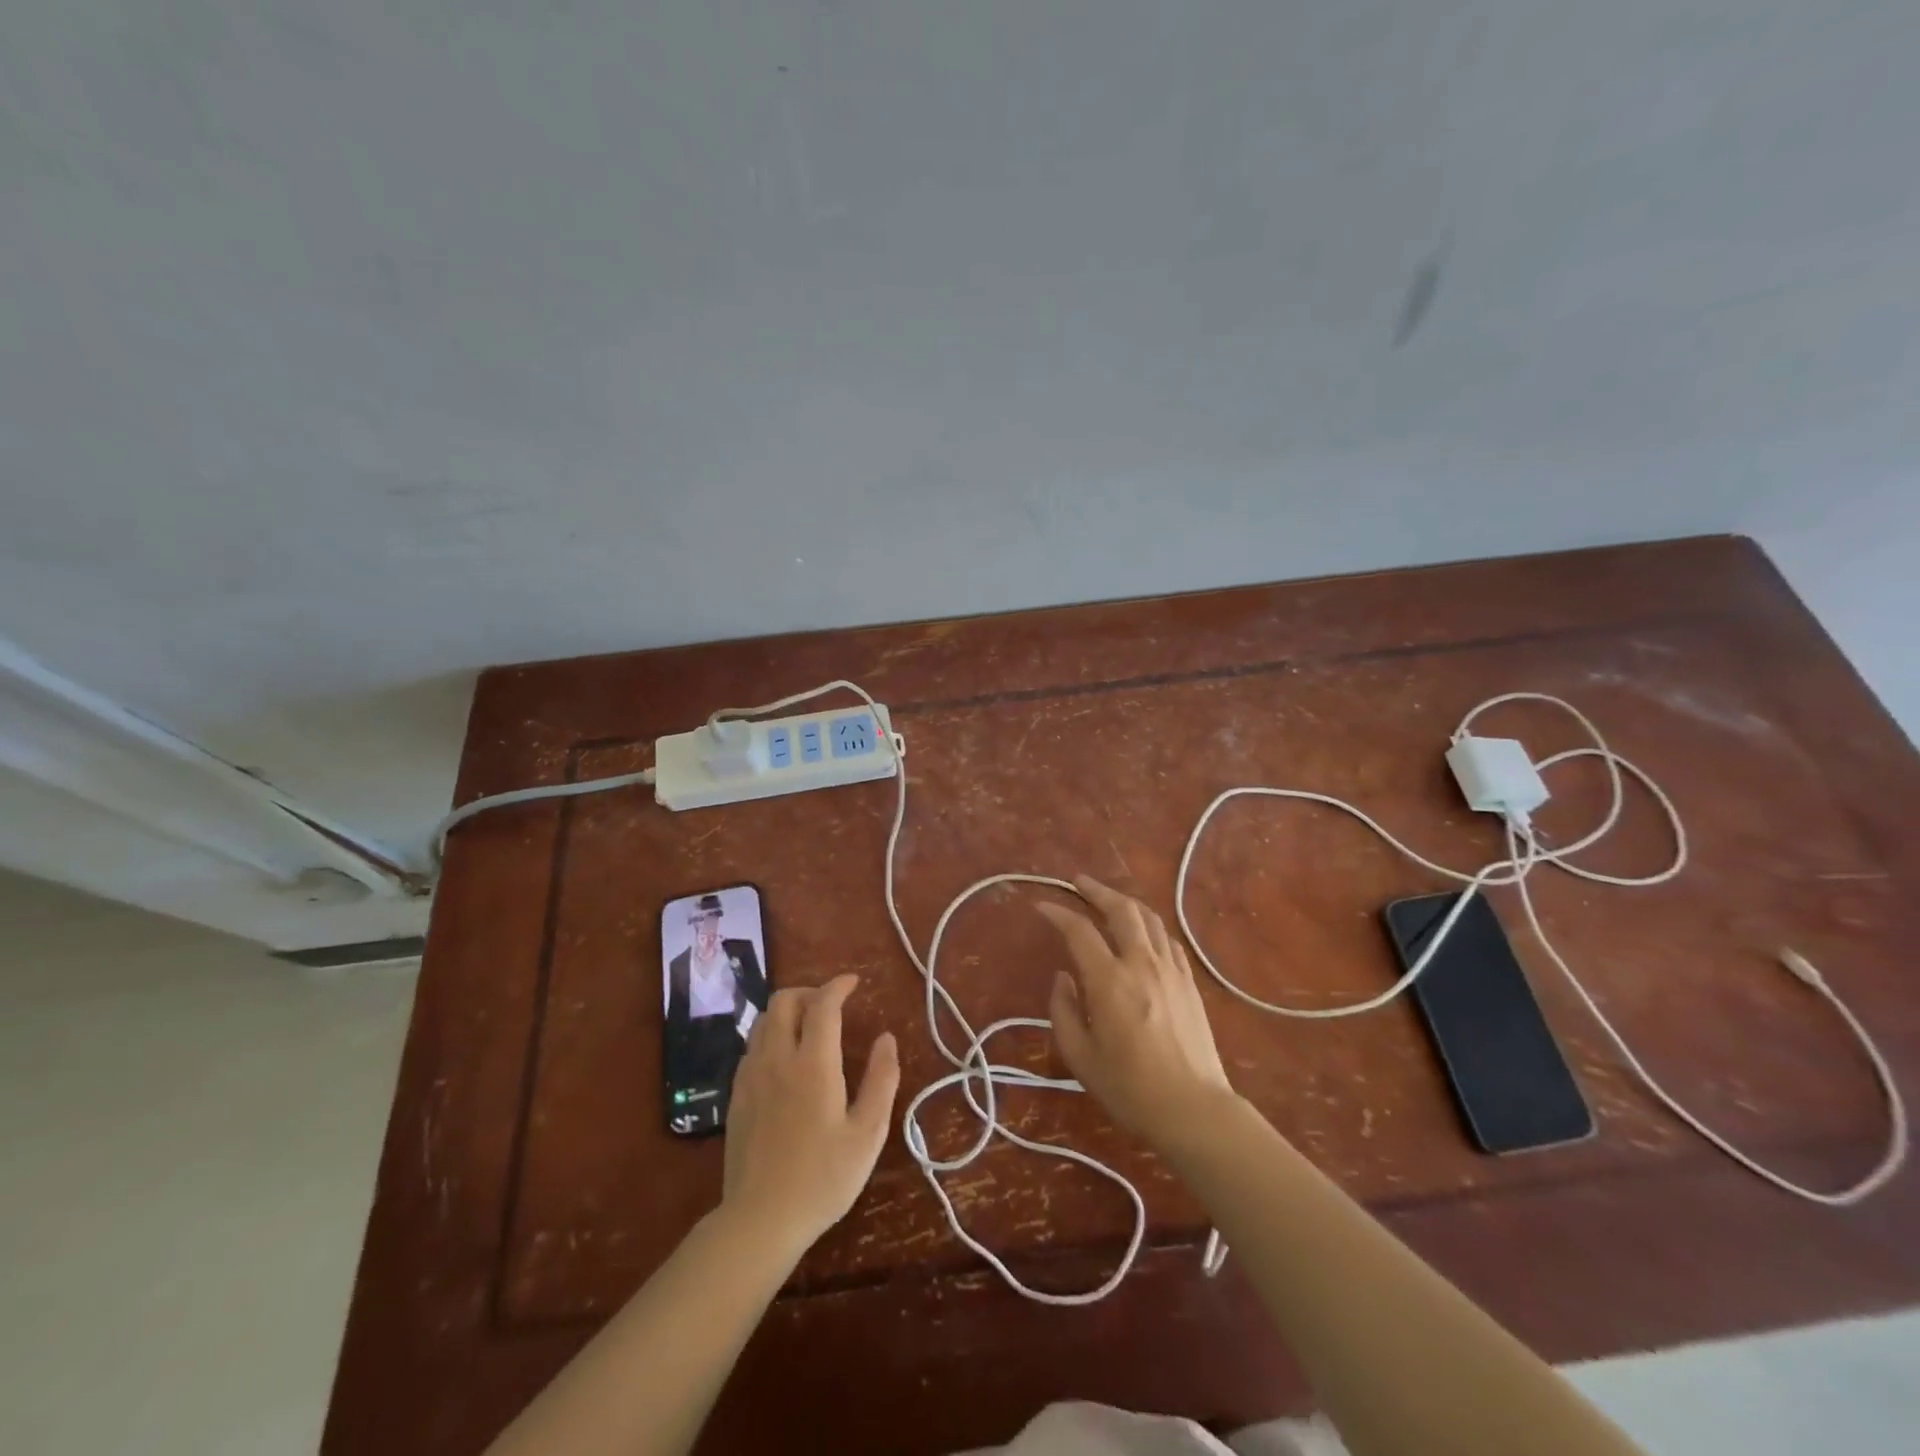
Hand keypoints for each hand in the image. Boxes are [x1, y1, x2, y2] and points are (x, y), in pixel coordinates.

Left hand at [720, 973, 899, 1257]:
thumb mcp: (868, 1133)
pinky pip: (752, 1046)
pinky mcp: (736, 1095)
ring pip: (763, 1020)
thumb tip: (886, 1038)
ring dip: (788, 1011)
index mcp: (813, 1064)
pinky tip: (785, 1059)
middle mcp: (777, 1059)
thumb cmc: (823, 1178)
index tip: (854, 982)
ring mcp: (751, 1076)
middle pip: (784, 1001)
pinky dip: (771, 1035)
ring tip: (810, 1027)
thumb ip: (881, 1080)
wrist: (760, 1220)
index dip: (838, 986)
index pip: (822, 1004)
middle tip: (832, 1006)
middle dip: (809, 992)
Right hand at [1038, 876, 1235, 1151]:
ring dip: (1125, 902)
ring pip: (1149, 918)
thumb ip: (1063, 1011)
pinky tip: (1142, 932)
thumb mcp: (1080, 1057)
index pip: (1079, 931)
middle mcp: (1141, 964)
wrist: (1193, 1109)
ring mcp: (1171, 970)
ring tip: (1108, 899)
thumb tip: (1063, 978)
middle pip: (1121, 909)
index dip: (1058, 914)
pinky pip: (1168, 939)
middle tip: (1078, 882)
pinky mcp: (1189, 982)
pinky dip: (1149, 926)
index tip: (1042, 906)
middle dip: (1096, 890)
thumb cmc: (1129, 1088)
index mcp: (1109, 981)